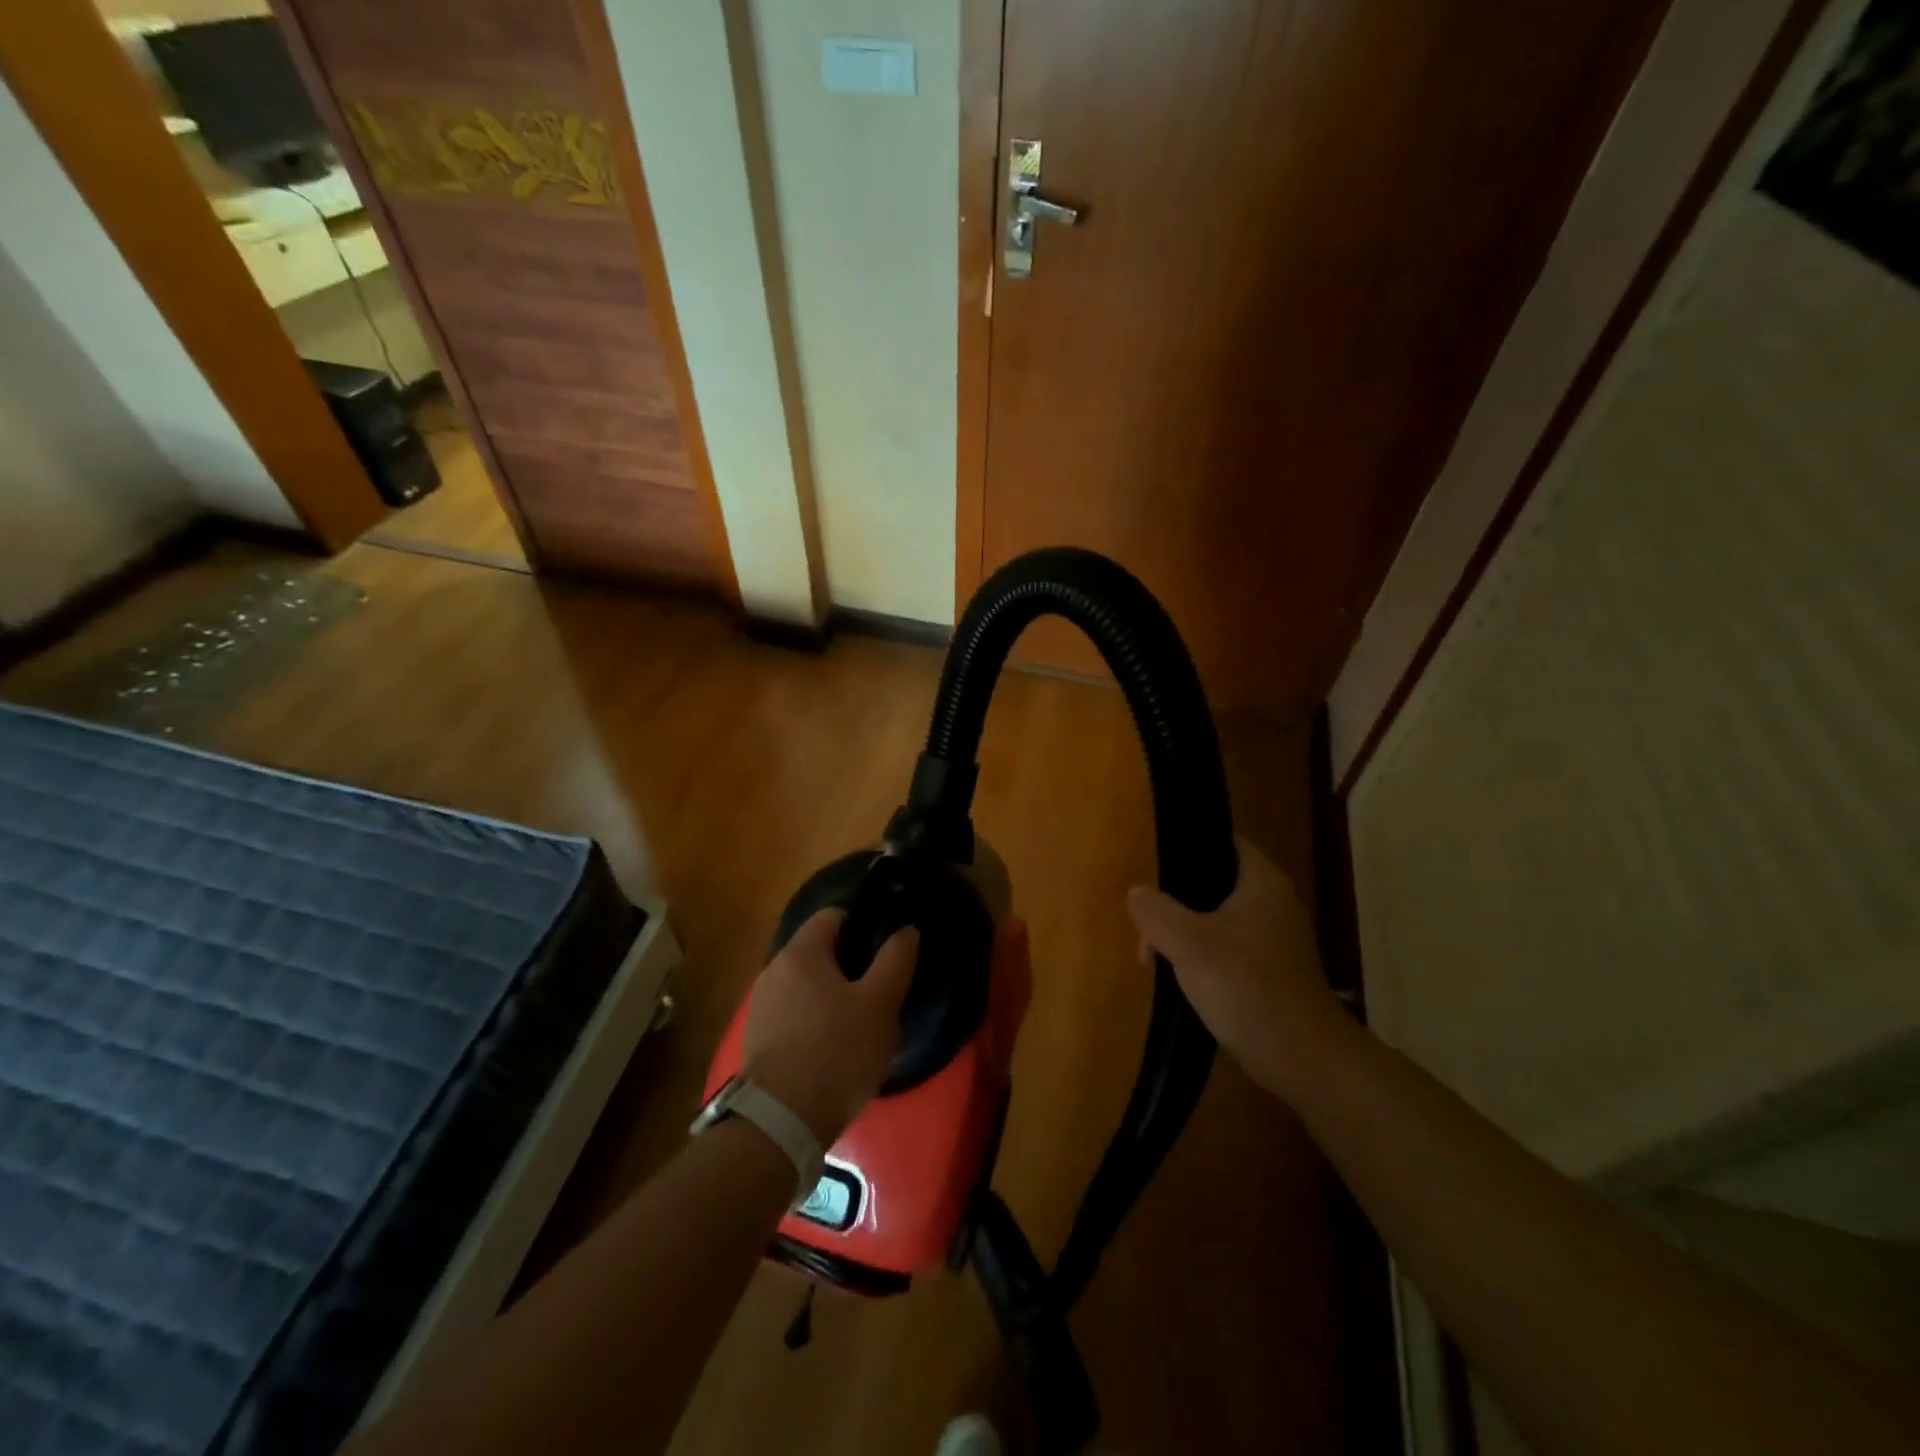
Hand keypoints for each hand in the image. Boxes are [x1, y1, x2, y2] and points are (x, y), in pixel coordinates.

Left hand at [742, 909, 917, 1144]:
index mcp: (801, 952)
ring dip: (832, 993)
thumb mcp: (880, 1004)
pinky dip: (815, 1018)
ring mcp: (761, 1005)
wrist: (782, 1121)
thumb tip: (906, 930)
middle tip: (881, 987)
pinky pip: (794, 1012)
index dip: (863, 924)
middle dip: (850, 962)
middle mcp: (773, 969)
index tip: (886, 947)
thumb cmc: (837, 1051)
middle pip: (818, 950)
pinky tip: (834, 1045)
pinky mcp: (758, 1038)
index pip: (833, 915)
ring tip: (861, 1019)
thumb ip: (896, 960)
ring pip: (806, 984)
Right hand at [1127, 836, 1343, 1095]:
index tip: (1155, 870)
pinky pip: (1229, 950)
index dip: (1188, 849)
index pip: (1223, 843)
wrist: (1300, 1056)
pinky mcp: (1273, 972)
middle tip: (1147, 930)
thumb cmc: (1244, 985)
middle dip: (1175, 904)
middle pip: (1214, 885)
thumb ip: (1155, 911)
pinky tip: (1183, 981)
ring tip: (1156, 961)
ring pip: (1218, 921)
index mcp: (1262, 882)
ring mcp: (1276, 940)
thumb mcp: (1186, 942)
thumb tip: (1138, 894)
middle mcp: (1274, 903)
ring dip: (1185, 935)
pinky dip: (1204, 959)